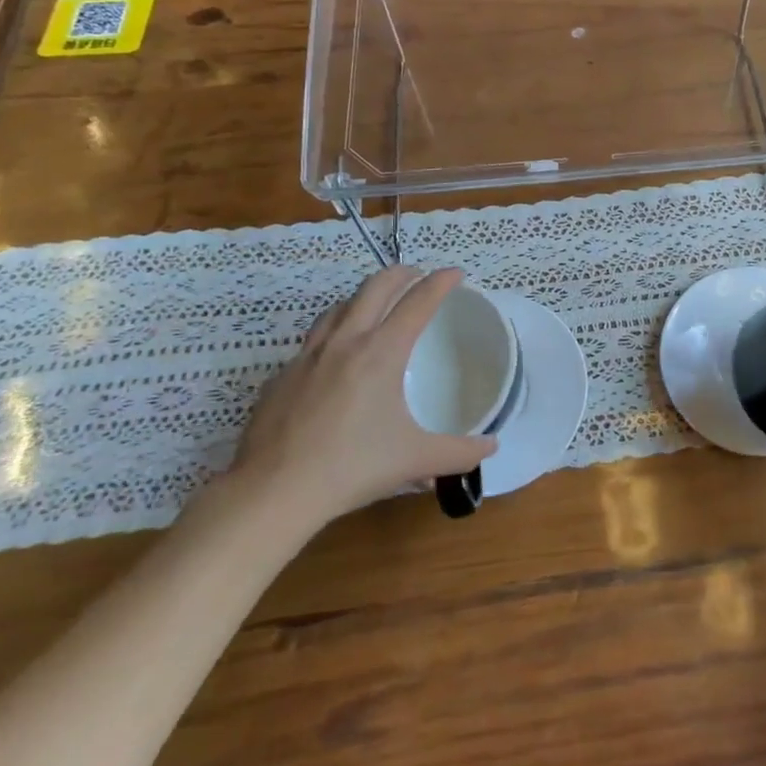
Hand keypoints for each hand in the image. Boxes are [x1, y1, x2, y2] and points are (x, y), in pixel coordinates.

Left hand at [227, 266, 496, 531]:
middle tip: (417, 274)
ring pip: (338, 308)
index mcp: (381, 353)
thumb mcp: (415, 460)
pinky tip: (334, 360)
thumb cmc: (352, 467)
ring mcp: (307, 357)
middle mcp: (345, 342)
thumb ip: (459, 453)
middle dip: (401, 273)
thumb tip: (491, 449)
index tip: (455, 273)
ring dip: (362, 297)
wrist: (273, 492)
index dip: (440, 282)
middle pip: (374, 287)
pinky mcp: (281, 377)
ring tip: (375, 305)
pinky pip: (312, 343)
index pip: (418, 302)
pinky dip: (332, 336)